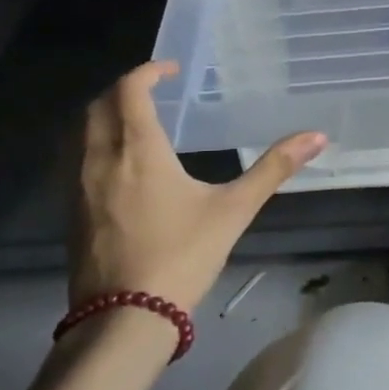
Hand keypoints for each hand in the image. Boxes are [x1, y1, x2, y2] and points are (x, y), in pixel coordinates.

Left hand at [72, 61, 325, 318]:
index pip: (129, 90)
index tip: (170, 70)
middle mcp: (99, 159)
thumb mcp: (234, 210)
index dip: (147, 72)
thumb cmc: (182, 256)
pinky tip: (119, 166)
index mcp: (138, 150)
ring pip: (81, 133)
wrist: (125, 319)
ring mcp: (78, 187)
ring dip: (104, 115)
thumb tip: (317, 136)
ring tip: (136, 122)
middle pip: (98, 106)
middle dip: (123, 89)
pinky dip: (94, 145)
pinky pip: (76, 160)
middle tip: (153, 91)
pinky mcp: (71, 213)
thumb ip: (273, 168)